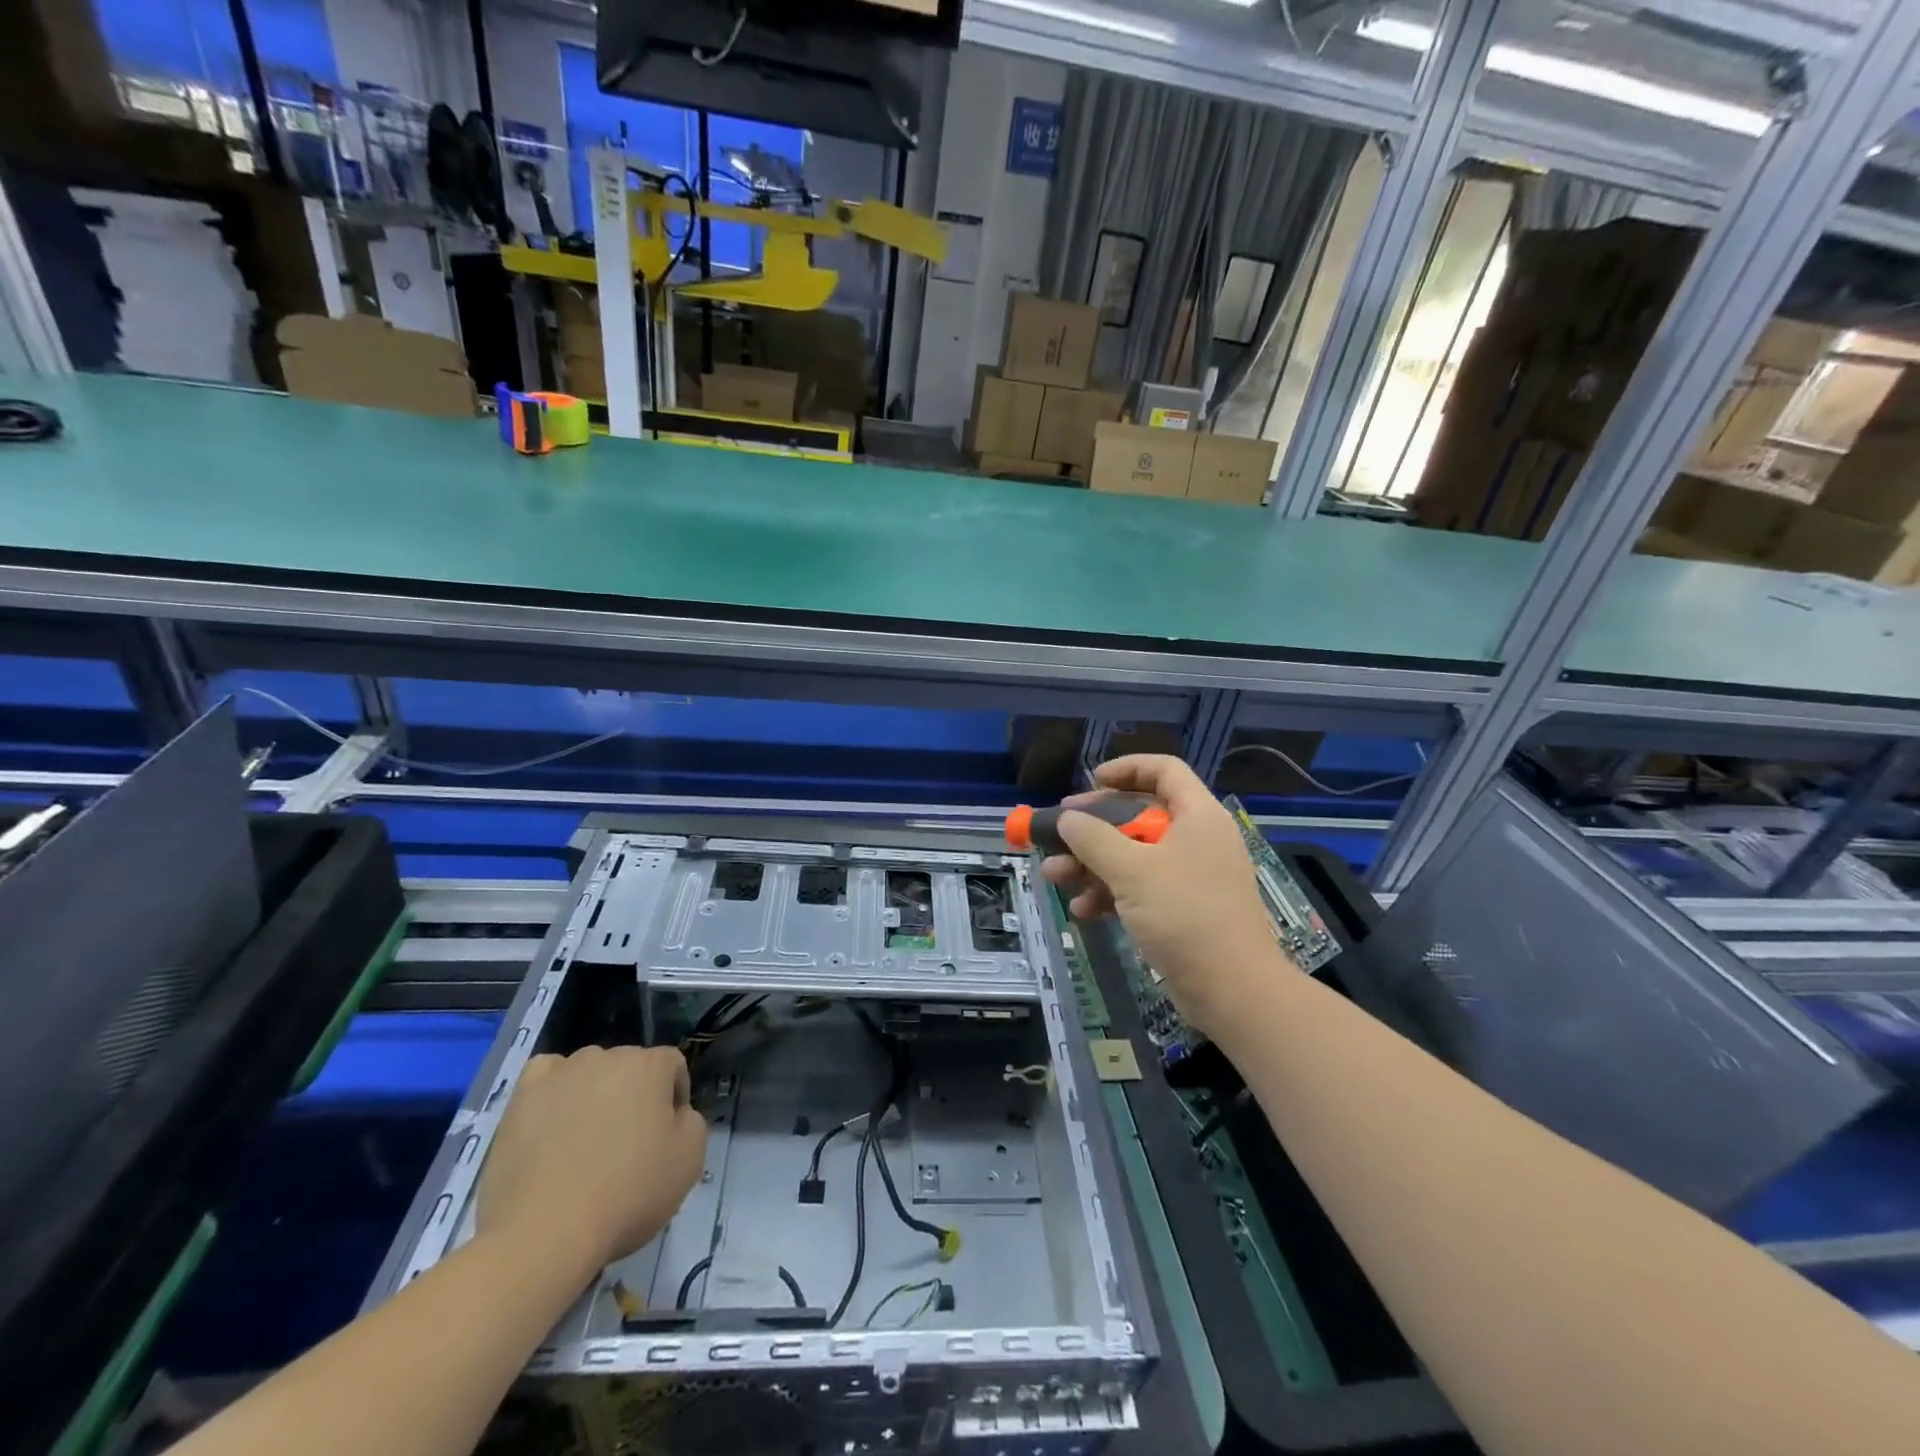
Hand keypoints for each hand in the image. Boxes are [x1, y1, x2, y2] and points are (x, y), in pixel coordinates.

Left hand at [478, 1046, 706, 1277]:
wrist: (544, 1233)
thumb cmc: (627, 1193)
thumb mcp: (690, 1160)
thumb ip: (691, 1122)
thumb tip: (674, 1114)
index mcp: (650, 1065)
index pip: (672, 1067)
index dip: (674, 1100)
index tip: (665, 1139)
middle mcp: (607, 1056)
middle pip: (630, 1068)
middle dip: (633, 1097)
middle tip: (626, 1145)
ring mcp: (561, 1073)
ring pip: (590, 1072)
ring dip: (595, 1096)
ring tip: (584, 1143)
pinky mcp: (522, 1097)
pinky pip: (546, 1077)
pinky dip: (553, 1092)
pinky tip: (553, 1122)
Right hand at [1042, 755, 1281, 1041]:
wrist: (1233, 990)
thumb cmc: (1185, 915)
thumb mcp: (1132, 870)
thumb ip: (1094, 838)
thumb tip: (1067, 818)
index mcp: (1197, 816)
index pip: (1164, 770)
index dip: (1126, 769)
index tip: (1089, 782)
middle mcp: (1196, 839)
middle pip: (1140, 815)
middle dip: (1094, 827)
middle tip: (1059, 833)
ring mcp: (1190, 876)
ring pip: (1133, 855)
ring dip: (1092, 864)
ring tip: (1054, 876)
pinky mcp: (1183, 910)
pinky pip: (1140, 888)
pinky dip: (1110, 894)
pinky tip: (1082, 910)